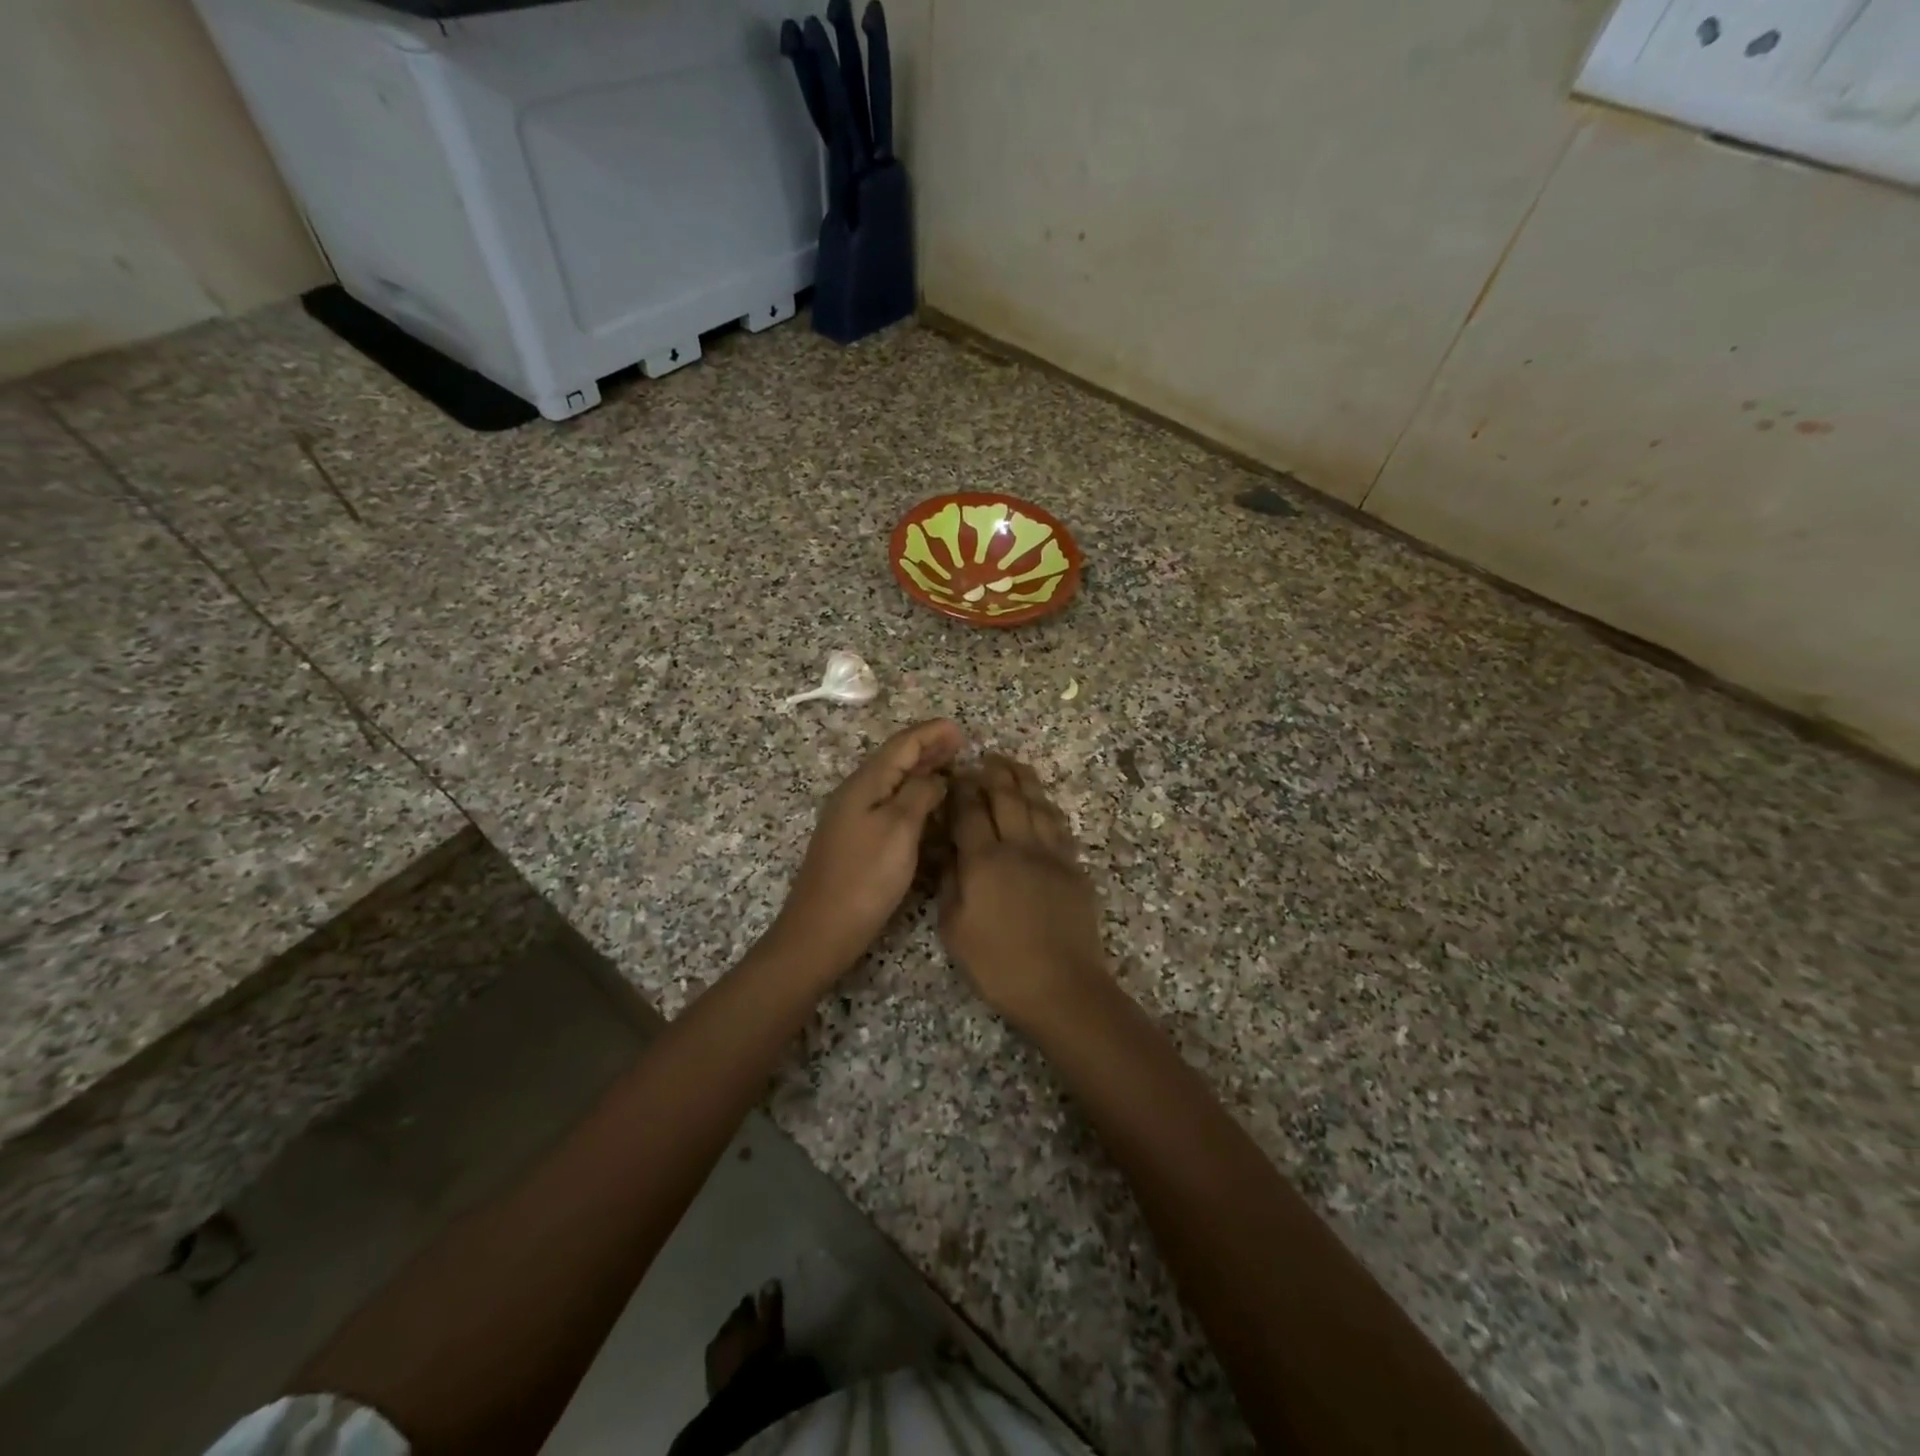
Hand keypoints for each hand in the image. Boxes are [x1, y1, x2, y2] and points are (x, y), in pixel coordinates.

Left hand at [772, 719, 965, 975]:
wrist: (821, 931)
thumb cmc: (864, 878)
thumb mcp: (899, 829)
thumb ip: (919, 794)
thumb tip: (934, 778)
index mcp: (864, 784)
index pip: (901, 745)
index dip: (931, 734)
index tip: (960, 729)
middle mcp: (856, 794)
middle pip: (894, 760)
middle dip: (927, 749)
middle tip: (959, 745)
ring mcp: (853, 819)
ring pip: (892, 783)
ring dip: (921, 772)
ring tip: (950, 769)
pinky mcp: (856, 842)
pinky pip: (889, 806)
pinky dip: (912, 797)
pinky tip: (928, 808)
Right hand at [939, 753, 1112, 1030]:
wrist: (1061, 986)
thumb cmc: (998, 964)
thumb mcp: (955, 930)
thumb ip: (951, 885)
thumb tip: (952, 854)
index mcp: (984, 861)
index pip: (970, 812)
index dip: (962, 790)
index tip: (956, 776)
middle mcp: (1019, 847)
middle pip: (1007, 797)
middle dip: (994, 773)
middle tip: (985, 758)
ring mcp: (1051, 855)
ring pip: (1037, 804)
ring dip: (1023, 780)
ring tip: (1013, 765)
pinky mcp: (1074, 868)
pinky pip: (1059, 826)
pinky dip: (1047, 806)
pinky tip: (1042, 802)